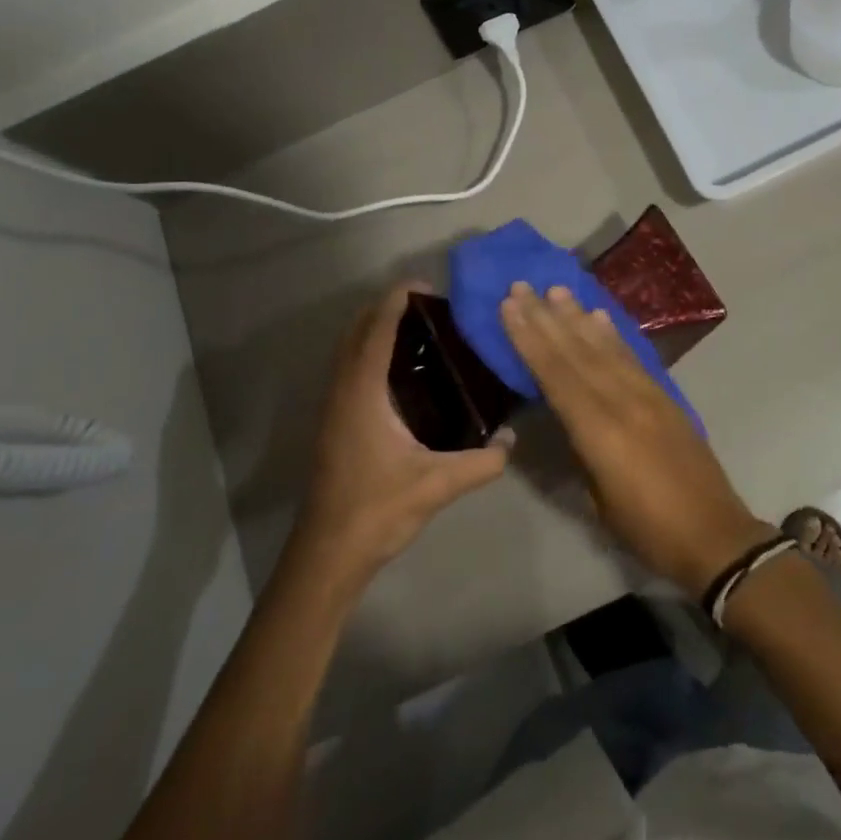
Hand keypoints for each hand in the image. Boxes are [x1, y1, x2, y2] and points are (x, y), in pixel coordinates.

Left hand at [290, 284, 512, 592]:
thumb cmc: (377, 510)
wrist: (328, 554)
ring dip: (374, 330)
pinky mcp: (334, 423)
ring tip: (418, 331)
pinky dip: (369, 352)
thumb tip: (512, 438)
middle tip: (428, 307)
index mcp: (363, 393)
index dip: (396, 301)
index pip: (377, 330)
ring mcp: (333, 407)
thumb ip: (482, 461)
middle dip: (385, 309)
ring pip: (349, 350)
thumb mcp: (438, 485)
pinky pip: (349, 369)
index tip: (425, 285)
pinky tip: (402, 372)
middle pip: (357, 331)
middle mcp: (343, 391)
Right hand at [499, 282, 769, 598]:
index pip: (556, 374)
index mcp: (600, 431)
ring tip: (556, 289)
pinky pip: (632, 356)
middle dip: (546, 318)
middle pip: (577, 352)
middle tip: (522, 286)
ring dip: (577, 317)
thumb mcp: (598, 498)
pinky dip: (612, 334)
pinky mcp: (666, 395)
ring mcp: (648, 394)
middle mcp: (623, 401)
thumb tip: (564, 412)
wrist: (714, 534)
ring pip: (605, 347)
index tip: (510, 306)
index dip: (530, 339)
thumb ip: (580, 447)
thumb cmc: (647, 529)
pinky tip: (599, 317)